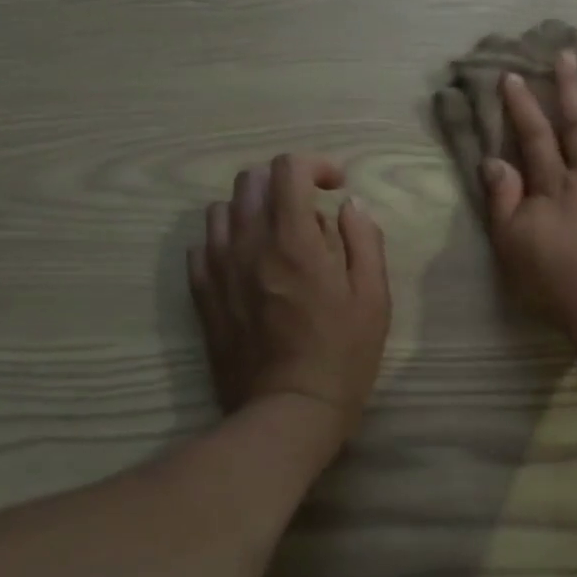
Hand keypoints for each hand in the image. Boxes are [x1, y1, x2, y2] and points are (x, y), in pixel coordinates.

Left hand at [187, 154, 390, 442]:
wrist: (288, 411)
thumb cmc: (342, 355)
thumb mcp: (373, 297)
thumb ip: (364, 240)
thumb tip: (350, 205)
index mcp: (294, 240)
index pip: (288, 169)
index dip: (315, 165)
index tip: (335, 186)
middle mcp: (248, 244)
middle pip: (250, 180)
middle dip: (284, 183)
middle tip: (310, 210)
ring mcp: (218, 269)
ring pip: (223, 210)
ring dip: (253, 210)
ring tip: (277, 236)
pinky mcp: (202, 295)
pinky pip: (203, 246)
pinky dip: (227, 240)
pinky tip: (249, 263)